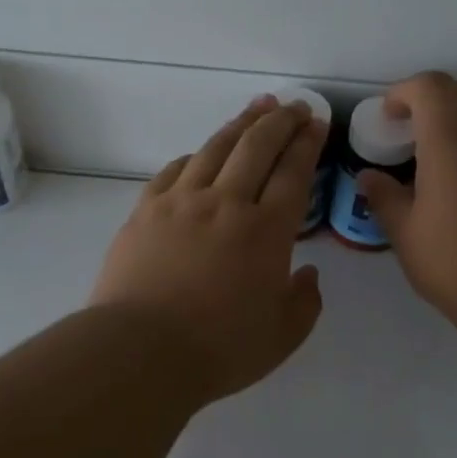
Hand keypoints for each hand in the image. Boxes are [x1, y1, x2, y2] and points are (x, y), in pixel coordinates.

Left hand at [91, 97, 327, 404]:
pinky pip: (174, 171)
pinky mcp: (145, 211)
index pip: (293, 172)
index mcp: (266, 231)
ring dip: (240, 124)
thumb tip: (307, 274)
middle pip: (257, 147)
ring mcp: (181, 202)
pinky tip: (201, 153)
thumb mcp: (282, 336)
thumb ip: (304, 302)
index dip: (307, 143)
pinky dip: (194, 156)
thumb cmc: (219, 349)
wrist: (140, 351)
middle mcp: (226, 204)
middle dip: (280, 121)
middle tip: (294, 106)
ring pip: (216, 149)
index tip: (316, 122)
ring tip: (256, 108)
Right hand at [359, 73, 456, 330]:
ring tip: (432, 158)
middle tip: (413, 126)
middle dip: (438, 96)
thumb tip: (368, 177)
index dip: (405, 91)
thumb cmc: (455, 260)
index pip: (432, 87)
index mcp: (451, 141)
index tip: (388, 117)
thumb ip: (384, 197)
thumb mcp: (405, 233)